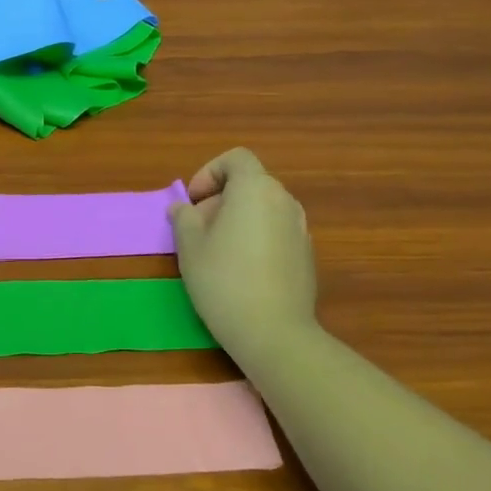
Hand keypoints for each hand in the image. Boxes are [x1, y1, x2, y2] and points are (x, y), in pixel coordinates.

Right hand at [169, 148, 317, 348]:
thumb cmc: (223, 279)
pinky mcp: (306, 256)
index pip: (236, 159)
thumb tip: (183, 209)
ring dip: (238, 219)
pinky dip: (256, 238)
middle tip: (197, 230)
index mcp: (256, 189)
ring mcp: (300, 229)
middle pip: (250, 184)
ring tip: (216, 251)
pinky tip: (240, 271)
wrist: (273, 331)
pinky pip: (276, 232)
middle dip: (219, 199)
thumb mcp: (189, 245)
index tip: (193, 202)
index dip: (209, 172)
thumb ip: (183, 218)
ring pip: (263, 209)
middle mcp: (284, 201)